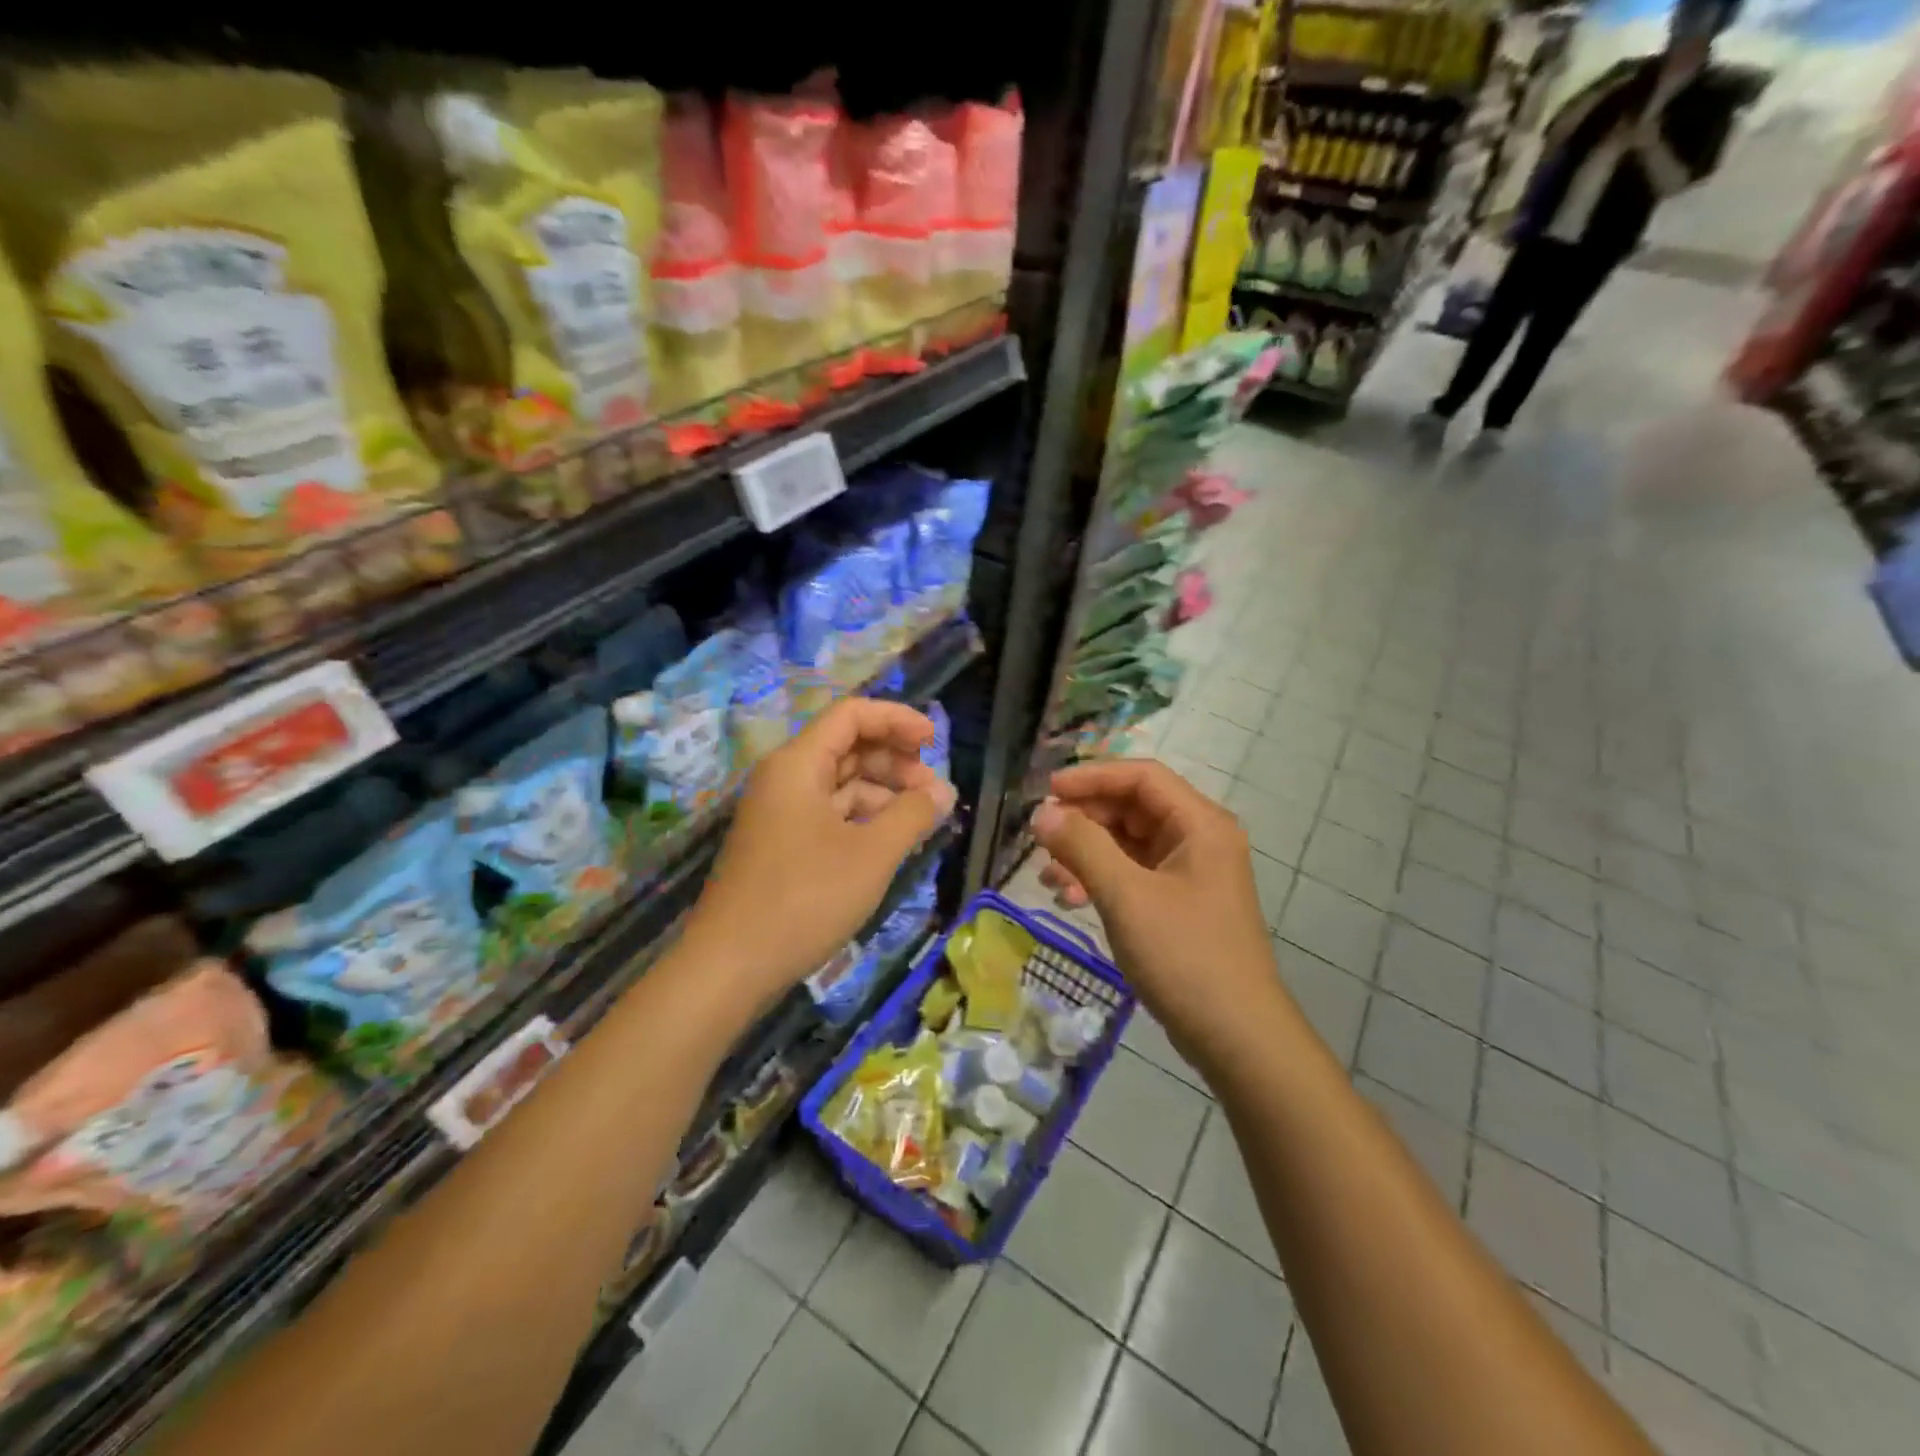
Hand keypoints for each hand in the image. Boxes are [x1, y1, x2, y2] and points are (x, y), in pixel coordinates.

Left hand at [681, 698, 955, 1000]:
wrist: (731, 966)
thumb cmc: (805, 898)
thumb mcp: (871, 855)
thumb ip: (913, 815)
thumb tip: (944, 791)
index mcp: (798, 764)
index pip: (851, 716)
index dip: (896, 720)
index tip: (934, 742)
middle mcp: (785, 778)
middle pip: (847, 747)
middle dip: (895, 761)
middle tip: (934, 791)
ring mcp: (781, 813)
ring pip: (840, 784)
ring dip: (883, 793)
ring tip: (921, 819)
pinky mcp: (782, 844)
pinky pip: (829, 814)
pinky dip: (863, 819)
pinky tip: (891, 840)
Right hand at [1032, 759, 1280, 1066]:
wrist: (1237, 1037)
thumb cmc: (1185, 956)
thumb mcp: (1126, 897)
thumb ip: (1082, 847)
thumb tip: (1042, 812)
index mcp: (1200, 824)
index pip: (1141, 777)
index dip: (1092, 777)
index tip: (1047, 791)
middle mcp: (1199, 839)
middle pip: (1133, 807)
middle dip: (1085, 819)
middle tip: (1041, 837)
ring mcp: (1191, 873)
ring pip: (1129, 843)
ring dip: (1087, 852)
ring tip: (1048, 876)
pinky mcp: (1180, 903)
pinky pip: (1134, 874)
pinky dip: (1101, 879)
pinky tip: (1070, 897)